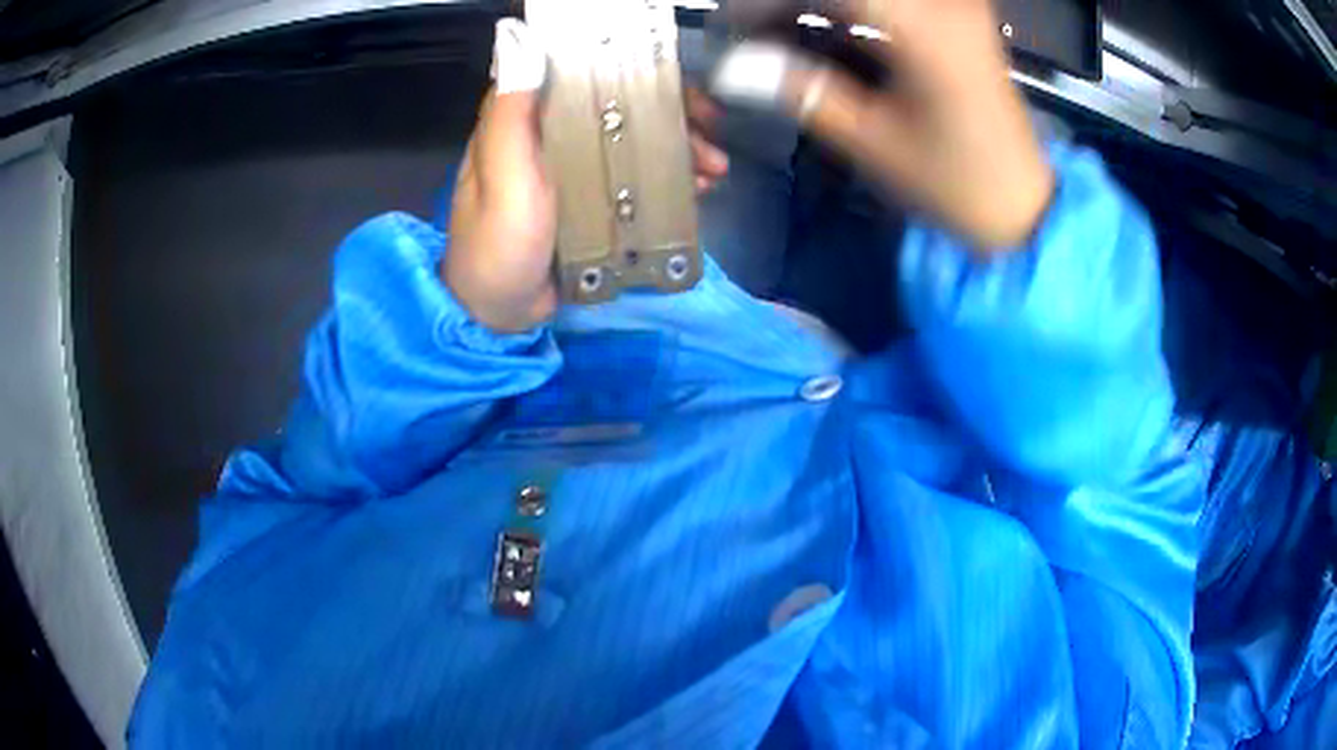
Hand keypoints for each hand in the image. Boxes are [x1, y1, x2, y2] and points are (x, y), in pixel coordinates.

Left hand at [444, 21, 733, 331]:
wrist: (497, 312)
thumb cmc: (497, 241)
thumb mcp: (502, 174)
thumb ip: (511, 112)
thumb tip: (522, 44)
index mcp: (526, 121)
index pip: (583, 76)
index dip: (631, 73)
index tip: (675, 85)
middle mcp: (550, 136)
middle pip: (619, 108)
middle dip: (671, 117)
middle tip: (711, 135)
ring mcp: (572, 170)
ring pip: (633, 142)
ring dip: (678, 150)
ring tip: (713, 172)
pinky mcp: (589, 202)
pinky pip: (634, 178)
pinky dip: (667, 180)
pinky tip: (696, 192)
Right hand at [715, 0, 1054, 248]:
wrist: (1024, 208)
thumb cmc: (955, 184)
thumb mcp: (873, 142)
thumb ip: (801, 91)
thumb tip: (732, 68)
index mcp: (922, 25)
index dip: (763, 3)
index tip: (729, 28)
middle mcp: (942, 2)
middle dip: (787, 6)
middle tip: (755, 35)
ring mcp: (955, 6)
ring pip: (867, 0)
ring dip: (817, 10)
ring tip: (783, 36)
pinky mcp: (959, 18)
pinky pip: (892, 7)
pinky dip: (850, 16)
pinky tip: (828, 34)